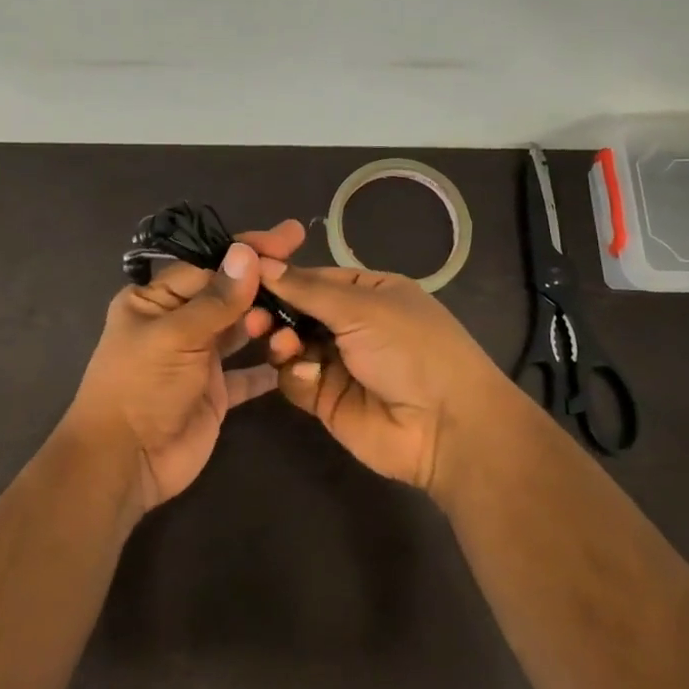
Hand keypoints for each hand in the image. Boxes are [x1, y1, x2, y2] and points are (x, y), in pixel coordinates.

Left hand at [67, 219, 307, 512]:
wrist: (125, 463)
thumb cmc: (140, 387)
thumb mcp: (175, 336)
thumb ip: (216, 299)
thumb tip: (247, 253)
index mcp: (155, 300)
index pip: (207, 264)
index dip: (247, 250)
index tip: (289, 236)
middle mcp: (177, 323)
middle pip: (227, 294)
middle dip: (263, 282)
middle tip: (306, 270)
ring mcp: (198, 358)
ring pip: (240, 330)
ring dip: (268, 321)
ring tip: (299, 314)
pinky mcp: (215, 392)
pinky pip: (248, 373)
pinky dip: (268, 366)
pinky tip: (296, 353)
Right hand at [261, 262, 524, 497]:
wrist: (445, 426)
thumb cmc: (411, 349)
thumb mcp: (362, 307)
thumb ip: (307, 289)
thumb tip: (260, 261)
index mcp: (368, 292)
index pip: (312, 277)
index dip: (279, 276)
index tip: (244, 274)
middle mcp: (351, 324)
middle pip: (295, 311)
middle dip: (273, 311)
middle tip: (254, 318)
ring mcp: (337, 362)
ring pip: (289, 345)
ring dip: (281, 341)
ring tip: (285, 345)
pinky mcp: (325, 399)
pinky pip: (294, 379)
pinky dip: (295, 374)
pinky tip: (309, 375)